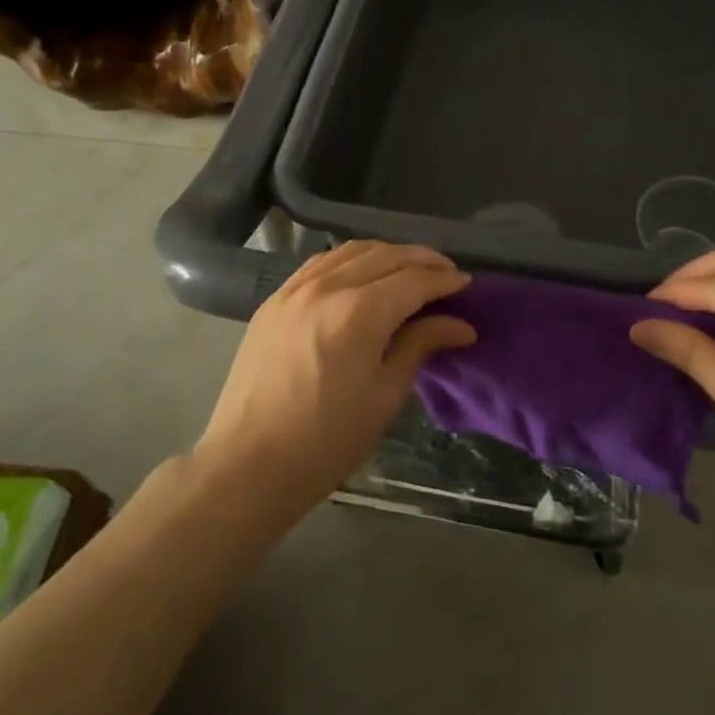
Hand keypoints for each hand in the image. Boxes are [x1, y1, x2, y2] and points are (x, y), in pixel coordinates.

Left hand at [194, 241, 475, 512]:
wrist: (248, 464)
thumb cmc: (326, 441)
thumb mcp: (384, 396)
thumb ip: (420, 346)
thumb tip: (461, 325)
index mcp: (358, 313)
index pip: (413, 280)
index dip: (444, 279)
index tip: (467, 284)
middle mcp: (326, 287)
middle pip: (385, 255)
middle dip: (422, 260)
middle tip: (447, 274)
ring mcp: (294, 288)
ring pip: (351, 251)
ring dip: (387, 254)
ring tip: (410, 269)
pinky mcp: (274, 299)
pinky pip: (321, 263)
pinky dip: (350, 259)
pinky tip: (362, 274)